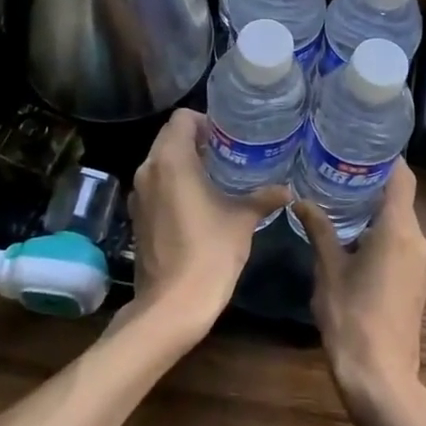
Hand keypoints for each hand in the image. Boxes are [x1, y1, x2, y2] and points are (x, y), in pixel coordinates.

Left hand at [127, 109, 286, 338]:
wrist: (171, 306)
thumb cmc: (209, 253)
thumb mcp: (242, 220)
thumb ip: (263, 198)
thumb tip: (287, 190)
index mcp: (172, 161)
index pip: (182, 118)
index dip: (206, 121)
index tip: (228, 137)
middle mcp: (149, 170)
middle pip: (169, 136)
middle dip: (196, 140)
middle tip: (228, 153)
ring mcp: (138, 194)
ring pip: (160, 161)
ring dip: (184, 162)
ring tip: (216, 175)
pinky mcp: (137, 216)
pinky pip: (155, 184)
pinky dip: (173, 183)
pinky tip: (198, 201)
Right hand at [297, 161, 425, 414]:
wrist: (381, 378)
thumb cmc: (352, 317)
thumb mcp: (328, 270)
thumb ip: (320, 230)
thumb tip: (302, 200)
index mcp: (399, 230)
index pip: (402, 178)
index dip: (387, 160)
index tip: (362, 148)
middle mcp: (418, 241)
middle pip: (400, 201)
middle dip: (372, 187)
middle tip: (338, 174)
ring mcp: (421, 266)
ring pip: (401, 226)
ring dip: (376, 216)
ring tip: (341, 205)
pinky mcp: (418, 285)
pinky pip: (402, 248)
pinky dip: (382, 238)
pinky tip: (355, 244)